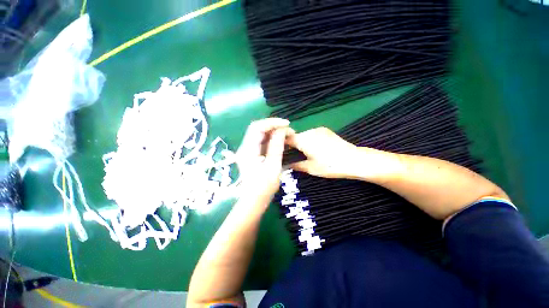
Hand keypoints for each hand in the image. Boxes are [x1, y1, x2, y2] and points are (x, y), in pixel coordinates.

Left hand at [236, 118, 293, 207]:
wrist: (254, 200)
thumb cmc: (264, 187)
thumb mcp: (273, 167)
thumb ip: (276, 147)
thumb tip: (281, 130)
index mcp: (248, 150)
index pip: (257, 127)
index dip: (272, 123)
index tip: (287, 125)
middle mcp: (245, 147)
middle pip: (258, 129)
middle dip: (274, 127)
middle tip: (289, 131)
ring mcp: (248, 150)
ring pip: (260, 135)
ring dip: (273, 133)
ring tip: (287, 136)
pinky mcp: (252, 154)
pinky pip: (262, 142)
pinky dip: (271, 140)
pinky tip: (281, 142)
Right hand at [286, 127, 360, 178]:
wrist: (354, 159)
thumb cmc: (330, 165)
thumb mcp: (311, 168)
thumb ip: (296, 165)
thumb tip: (286, 166)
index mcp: (304, 140)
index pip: (287, 138)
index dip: (281, 144)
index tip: (280, 152)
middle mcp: (309, 131)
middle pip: (295, 136)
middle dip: (292, 144)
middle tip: (291, 155)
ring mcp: (318, 129)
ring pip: (303, 134)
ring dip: (300, 142)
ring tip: (303, 152)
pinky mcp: (325, 130)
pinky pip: (311, 134)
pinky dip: (308, 140)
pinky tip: (313, 148)